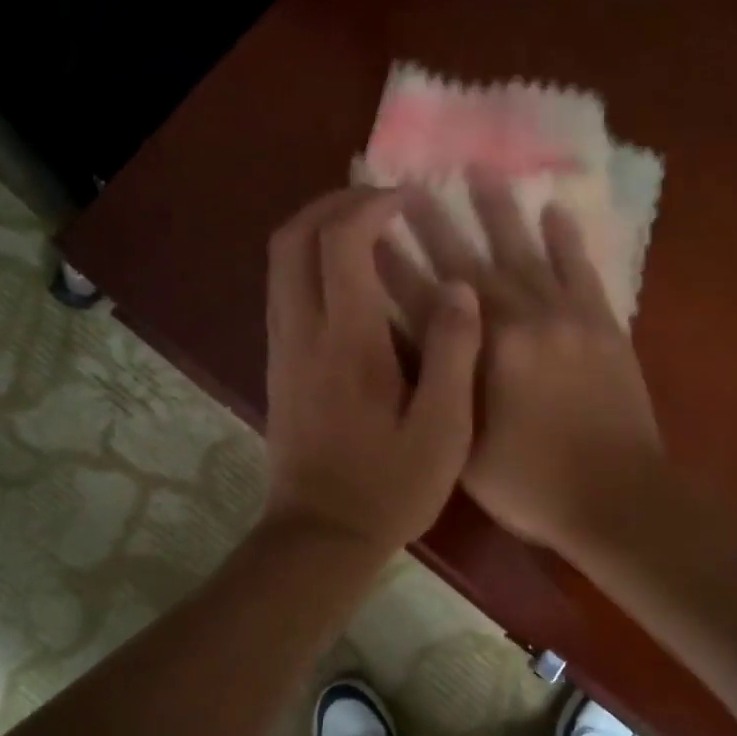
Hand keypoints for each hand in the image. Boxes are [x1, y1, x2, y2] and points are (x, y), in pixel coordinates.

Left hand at [261, 188, 481, 556]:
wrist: (321, 536)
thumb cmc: (390, 487)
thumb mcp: (443, 429)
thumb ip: (454, 353)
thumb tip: (459, 287)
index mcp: (348, 342)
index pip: (341, 242)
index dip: (371, 205)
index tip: (408, 199)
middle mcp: (303, 332)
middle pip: (292, 238)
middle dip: (332, 204)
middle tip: (380, 202)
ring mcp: (282, 348)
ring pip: (279, 262)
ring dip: (316, 229)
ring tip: (366, 229)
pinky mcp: (277, 366)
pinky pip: (283, 289)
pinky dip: (308, 262)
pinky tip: (348, 279)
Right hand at [384, 182, 664, 551]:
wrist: (618, 496)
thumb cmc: (532, 484)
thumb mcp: (466, 447)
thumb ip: (441, 389)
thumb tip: (413, 345)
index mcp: (483, 353)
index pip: (425, 300)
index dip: (394, 266)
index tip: (369, 232)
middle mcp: (521, 321)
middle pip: (468, 264)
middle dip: (435, 225)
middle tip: (410, 186)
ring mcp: (567, 317)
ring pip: (526, 252)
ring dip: (500, 212)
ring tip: (480, 170)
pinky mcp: (603, 324)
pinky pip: (581, 270)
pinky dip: (567, 240)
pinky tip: (554, 211)